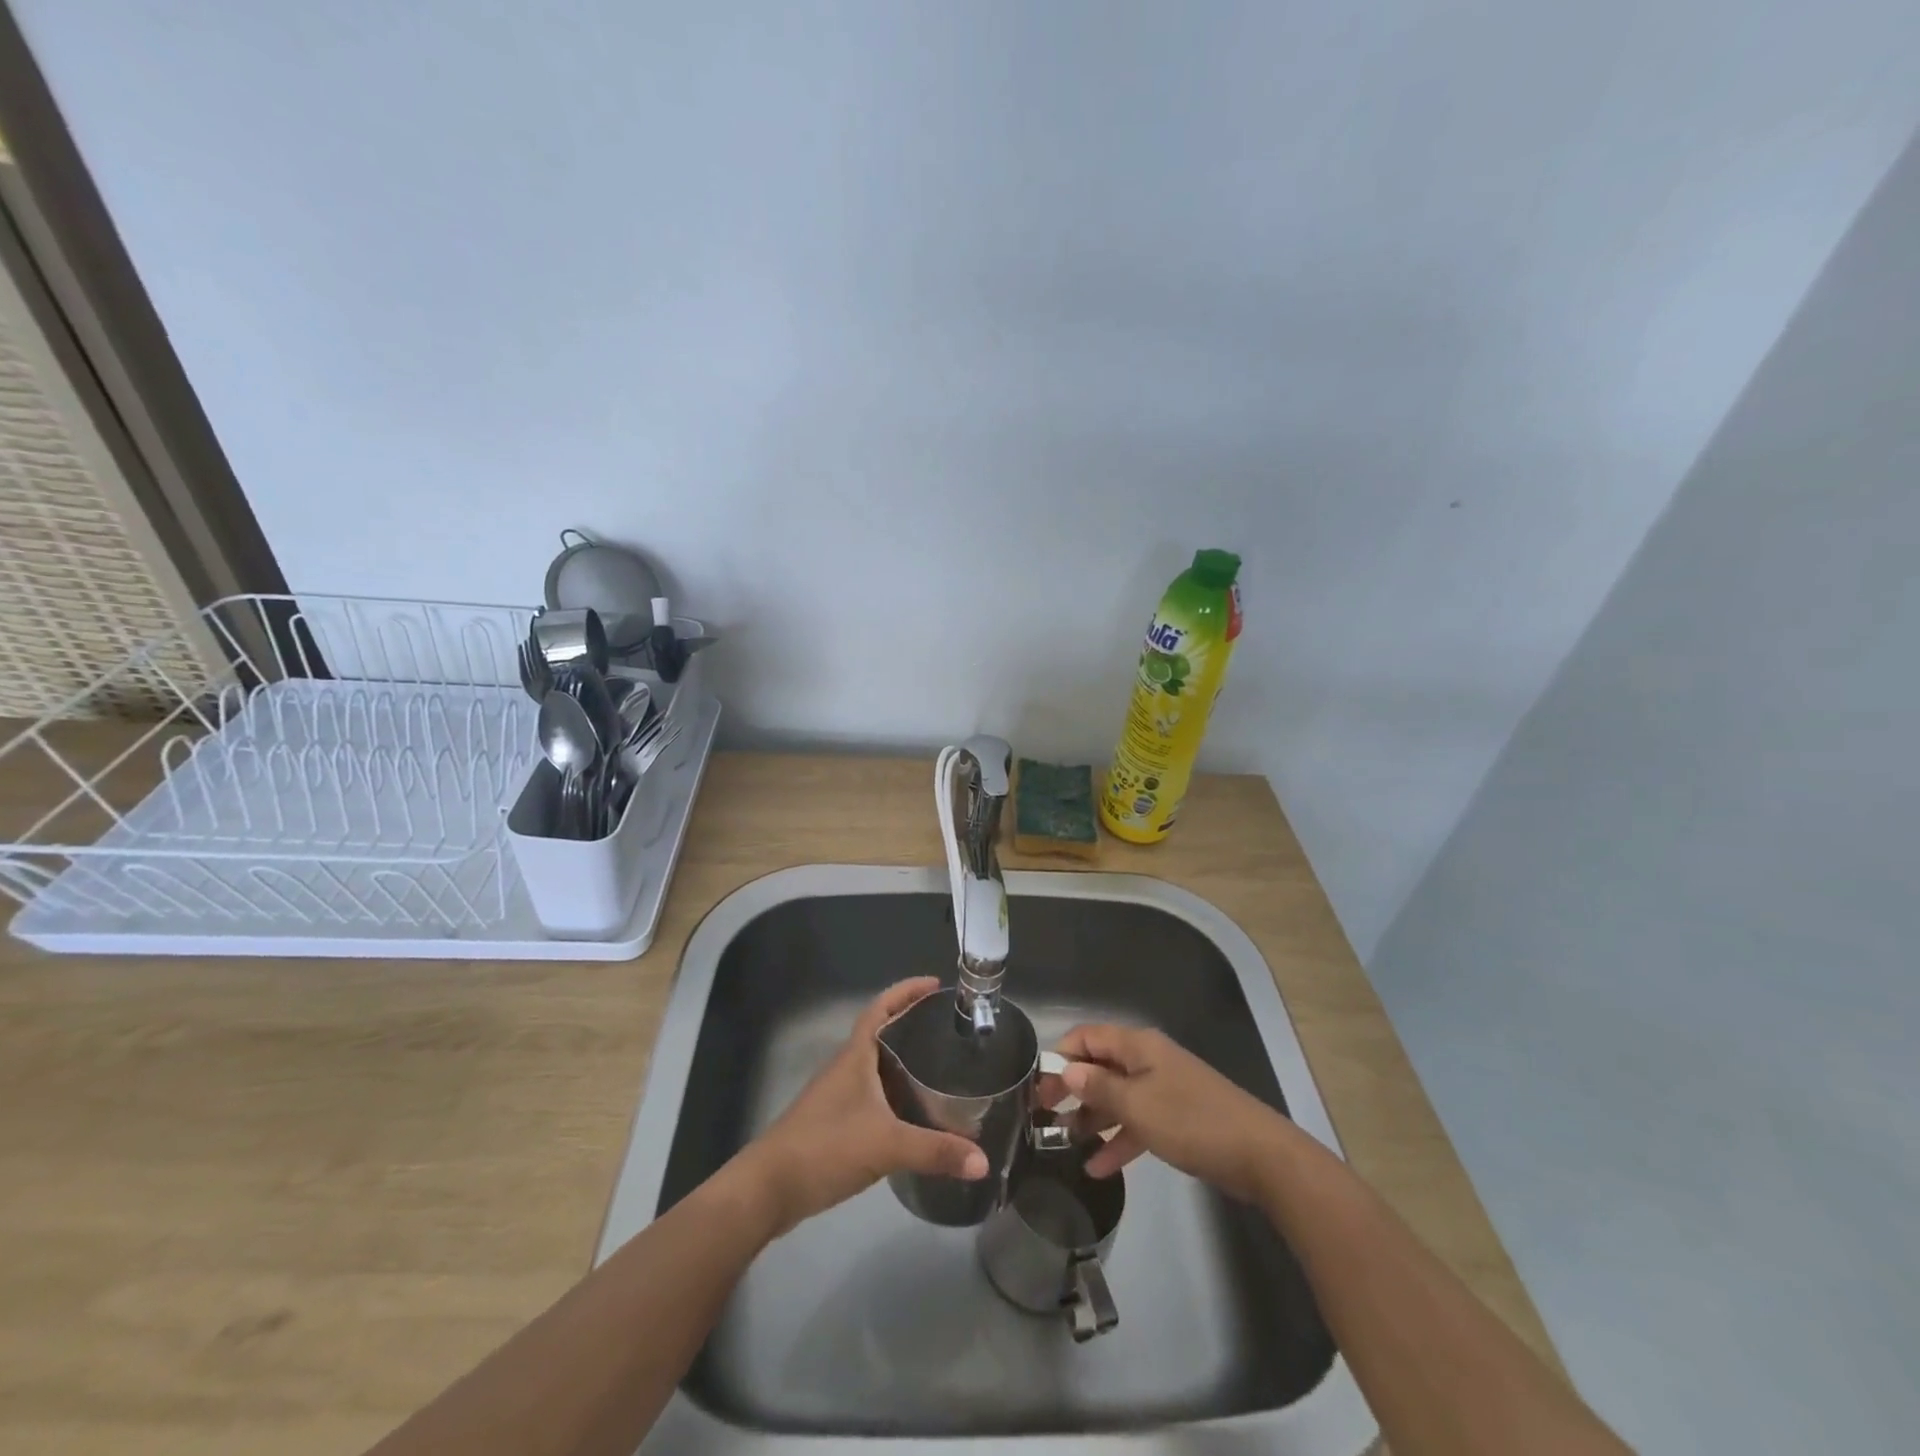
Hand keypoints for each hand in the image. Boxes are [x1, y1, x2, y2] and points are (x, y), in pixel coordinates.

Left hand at [740, 978, 987, 1236]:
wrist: (769, 1188)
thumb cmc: (826, 1147)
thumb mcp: (887, 1145)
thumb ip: (936, 1151)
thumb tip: (984, 1161)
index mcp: (856, 1056)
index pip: (881, 1007)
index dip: (906, 991)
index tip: (935, 984)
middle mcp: (847, 1068)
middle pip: (882, 1034)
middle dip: (913, 1025)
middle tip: (949, 1029)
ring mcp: (839, 1096)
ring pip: (878, 1068)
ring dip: (905, 1064)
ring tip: (942, 1069)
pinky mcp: (836, 1124)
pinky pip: (873, 1097)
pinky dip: (896, 1097)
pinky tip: (915, 1115)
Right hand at [1050, 1023, 1292, 1201]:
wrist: (1260, 1155)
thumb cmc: (1191, 1121)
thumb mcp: (1137, 1105)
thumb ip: (1099, 1087)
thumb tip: (1068, 1070)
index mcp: (1138, 1046)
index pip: (1088, 1037)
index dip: (1061, 1056)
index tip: (1038, 1085)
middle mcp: (1148, 1061)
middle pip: (1100, 1067)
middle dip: (1072, 1088)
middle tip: (1042, 1115)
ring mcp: (1163, 1090)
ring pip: (1117, 1097)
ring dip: (1091, 1117)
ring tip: (1063, 1142)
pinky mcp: (1176, 1119)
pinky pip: (1137, 1122)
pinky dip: (1118, 1139)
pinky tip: (1097, 1167)